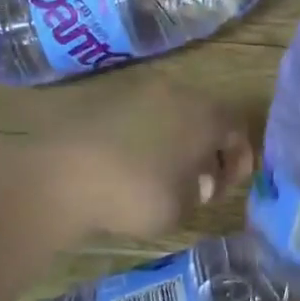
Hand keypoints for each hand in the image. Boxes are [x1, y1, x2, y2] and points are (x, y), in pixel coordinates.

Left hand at [23, 74, 254, 242]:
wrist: (59, 178)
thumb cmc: (135, 193)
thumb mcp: (183, 208)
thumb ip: (201, 192)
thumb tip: (198, 182)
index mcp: (207, 115)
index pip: (238, 129)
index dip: (240, 158)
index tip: (230, 185)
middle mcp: (180, 94)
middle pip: (208, 117)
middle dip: (209, 149)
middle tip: (202, 181)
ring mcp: (140, 92)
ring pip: (174, 115)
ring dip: (178, 142)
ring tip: (166, 174)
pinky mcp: (107, 100)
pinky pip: (142, 117)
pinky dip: (147, 137)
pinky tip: (134, 165)